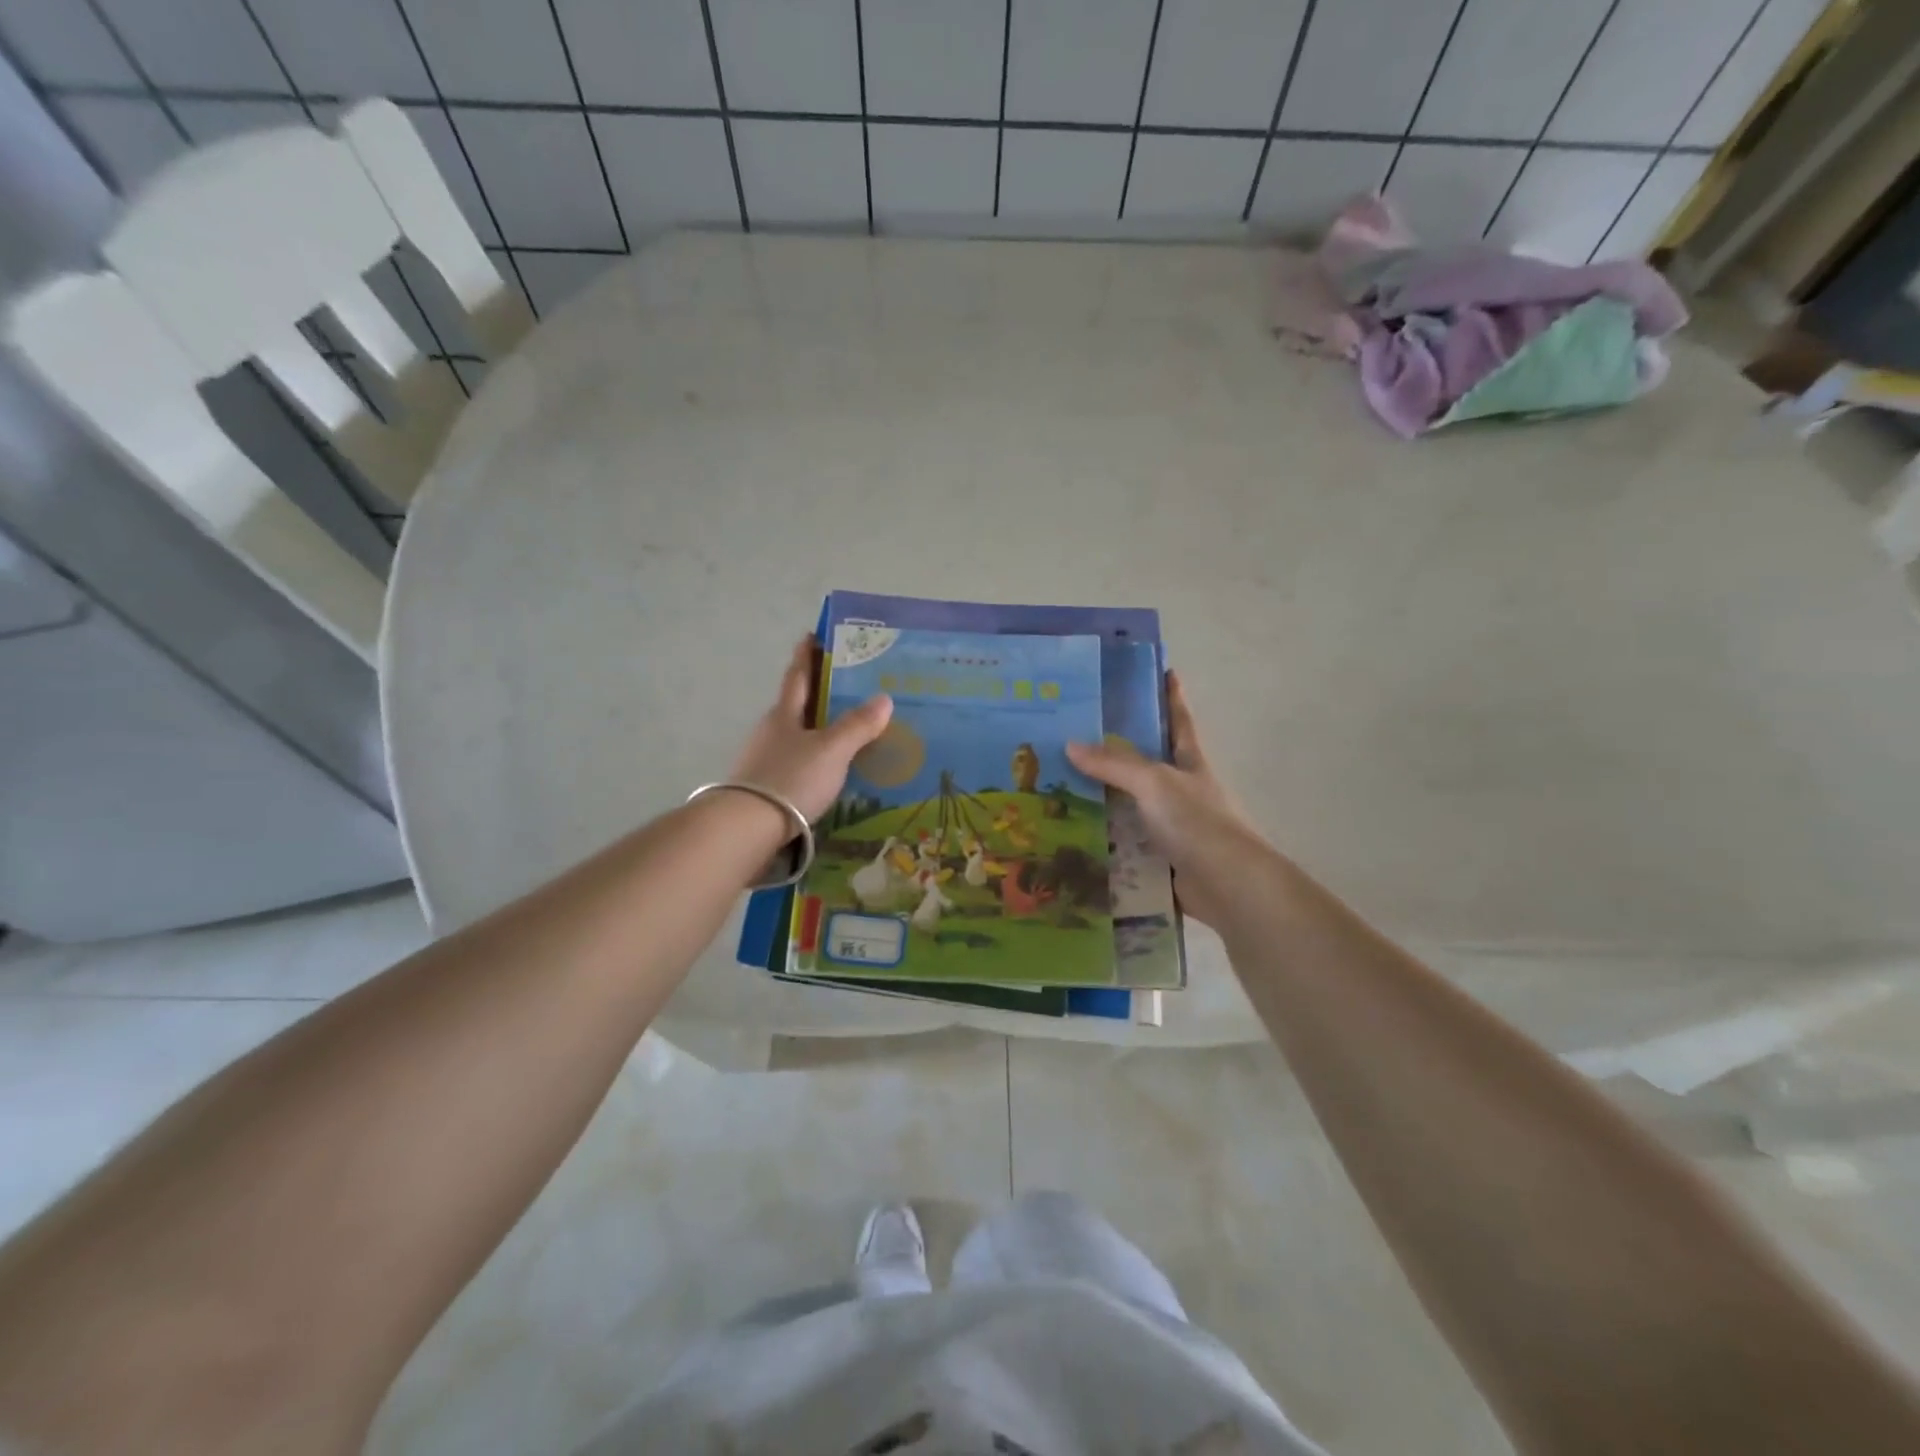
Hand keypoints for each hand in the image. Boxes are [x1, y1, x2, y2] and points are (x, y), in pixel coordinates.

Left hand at [731, 638, 893, 821]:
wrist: (746, 827)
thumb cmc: (791, 778)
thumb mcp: (832, 750)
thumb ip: (857, 726)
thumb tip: (884, 697)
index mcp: (784, 714)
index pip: (798, 677)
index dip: (806, 656)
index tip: (811, 635)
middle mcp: (770, 731)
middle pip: (795, 706)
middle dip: (816, 694)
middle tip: (843, 686)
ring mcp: (763, 760)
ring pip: (794, 736)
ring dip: (814, 730)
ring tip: (842, 731)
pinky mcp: (764, 787)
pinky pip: (794, 763)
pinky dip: (811, 759)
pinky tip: (825, 770)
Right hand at [1066, 672, 1265, 927]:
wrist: (1228, 885)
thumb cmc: (1197, 822)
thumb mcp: (1154, 783)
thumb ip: (1114, 764)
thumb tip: (1070, 744)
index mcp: (1190, 763)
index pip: (1179, 720)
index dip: (1171, 696)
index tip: (1163, 670)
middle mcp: (1182, 791)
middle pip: (1146, 764)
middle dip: (1116, 752)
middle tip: (1073, 735)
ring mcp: (1172, 827)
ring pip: (1130, 806)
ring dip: (1101, 800)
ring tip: (1057, 787)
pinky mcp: (1160, 859)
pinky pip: (1125, 845)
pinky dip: (1103, 842)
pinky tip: (1072, 838)